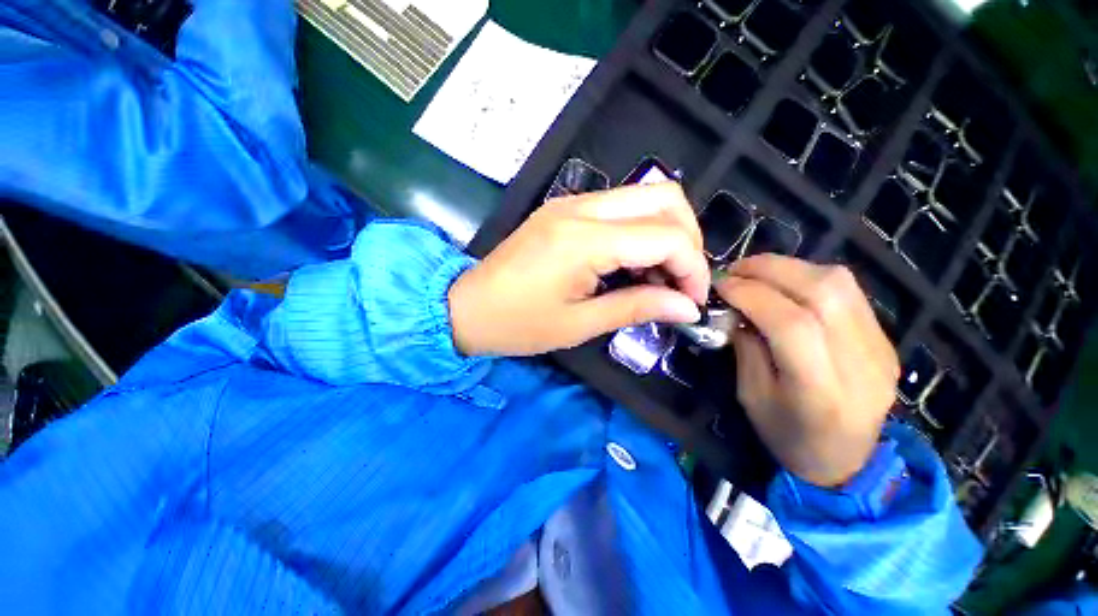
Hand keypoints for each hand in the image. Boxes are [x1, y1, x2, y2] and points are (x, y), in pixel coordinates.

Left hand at [449, 183, 710, 356]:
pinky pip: (619, 209)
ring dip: (664, 233)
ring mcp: (570, 203)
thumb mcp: (579, 324)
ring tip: (657, 278)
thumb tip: (686, 308)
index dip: (693, 268)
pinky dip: (639, 233)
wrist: (466, 307)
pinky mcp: (563, 210)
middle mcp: (580, 207)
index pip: (665, 236)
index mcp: (583, 239)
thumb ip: (637, 308)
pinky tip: (632, 265)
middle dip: (687, 239)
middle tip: (680, 282)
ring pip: (644, 197)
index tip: (691, 302)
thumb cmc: (517, 324)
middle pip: (664, 197)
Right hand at [716, 255, 899, 487]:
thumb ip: (746, 347)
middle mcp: (860, 363)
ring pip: (839, 283)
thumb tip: (736, 307)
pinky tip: (785, 285)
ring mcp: (880, 347)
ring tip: (755, 273)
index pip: (792, 324)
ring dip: (789, 268)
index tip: (720, 286)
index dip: (752, 295)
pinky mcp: (884, 337)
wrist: (848, 460)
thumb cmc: (788, 435)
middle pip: (823, 293)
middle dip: (770, 271)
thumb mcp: (751, 396)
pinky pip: (848, 290)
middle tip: (734, 270)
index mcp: (821, 391)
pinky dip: (808, 277)